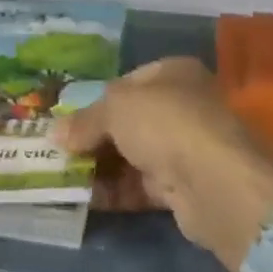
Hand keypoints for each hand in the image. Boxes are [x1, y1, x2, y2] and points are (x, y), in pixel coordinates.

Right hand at [54, 57, 272, 271]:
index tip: (68, 120)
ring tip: (64, 177)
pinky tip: (85, 198)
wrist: (216, 184)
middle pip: (129, 121)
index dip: (95, 100)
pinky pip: (141, 186)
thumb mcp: (115, 109)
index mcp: (173, 73)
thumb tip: (56, 133)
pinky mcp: (185, 188)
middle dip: (94, 137)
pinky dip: (115, 191)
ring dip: (101, 166)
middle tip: (60, 152)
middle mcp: (183, 106)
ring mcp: (186, 148)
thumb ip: (85, 120)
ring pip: (133, 155)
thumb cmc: (166, 124)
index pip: (126, 82)